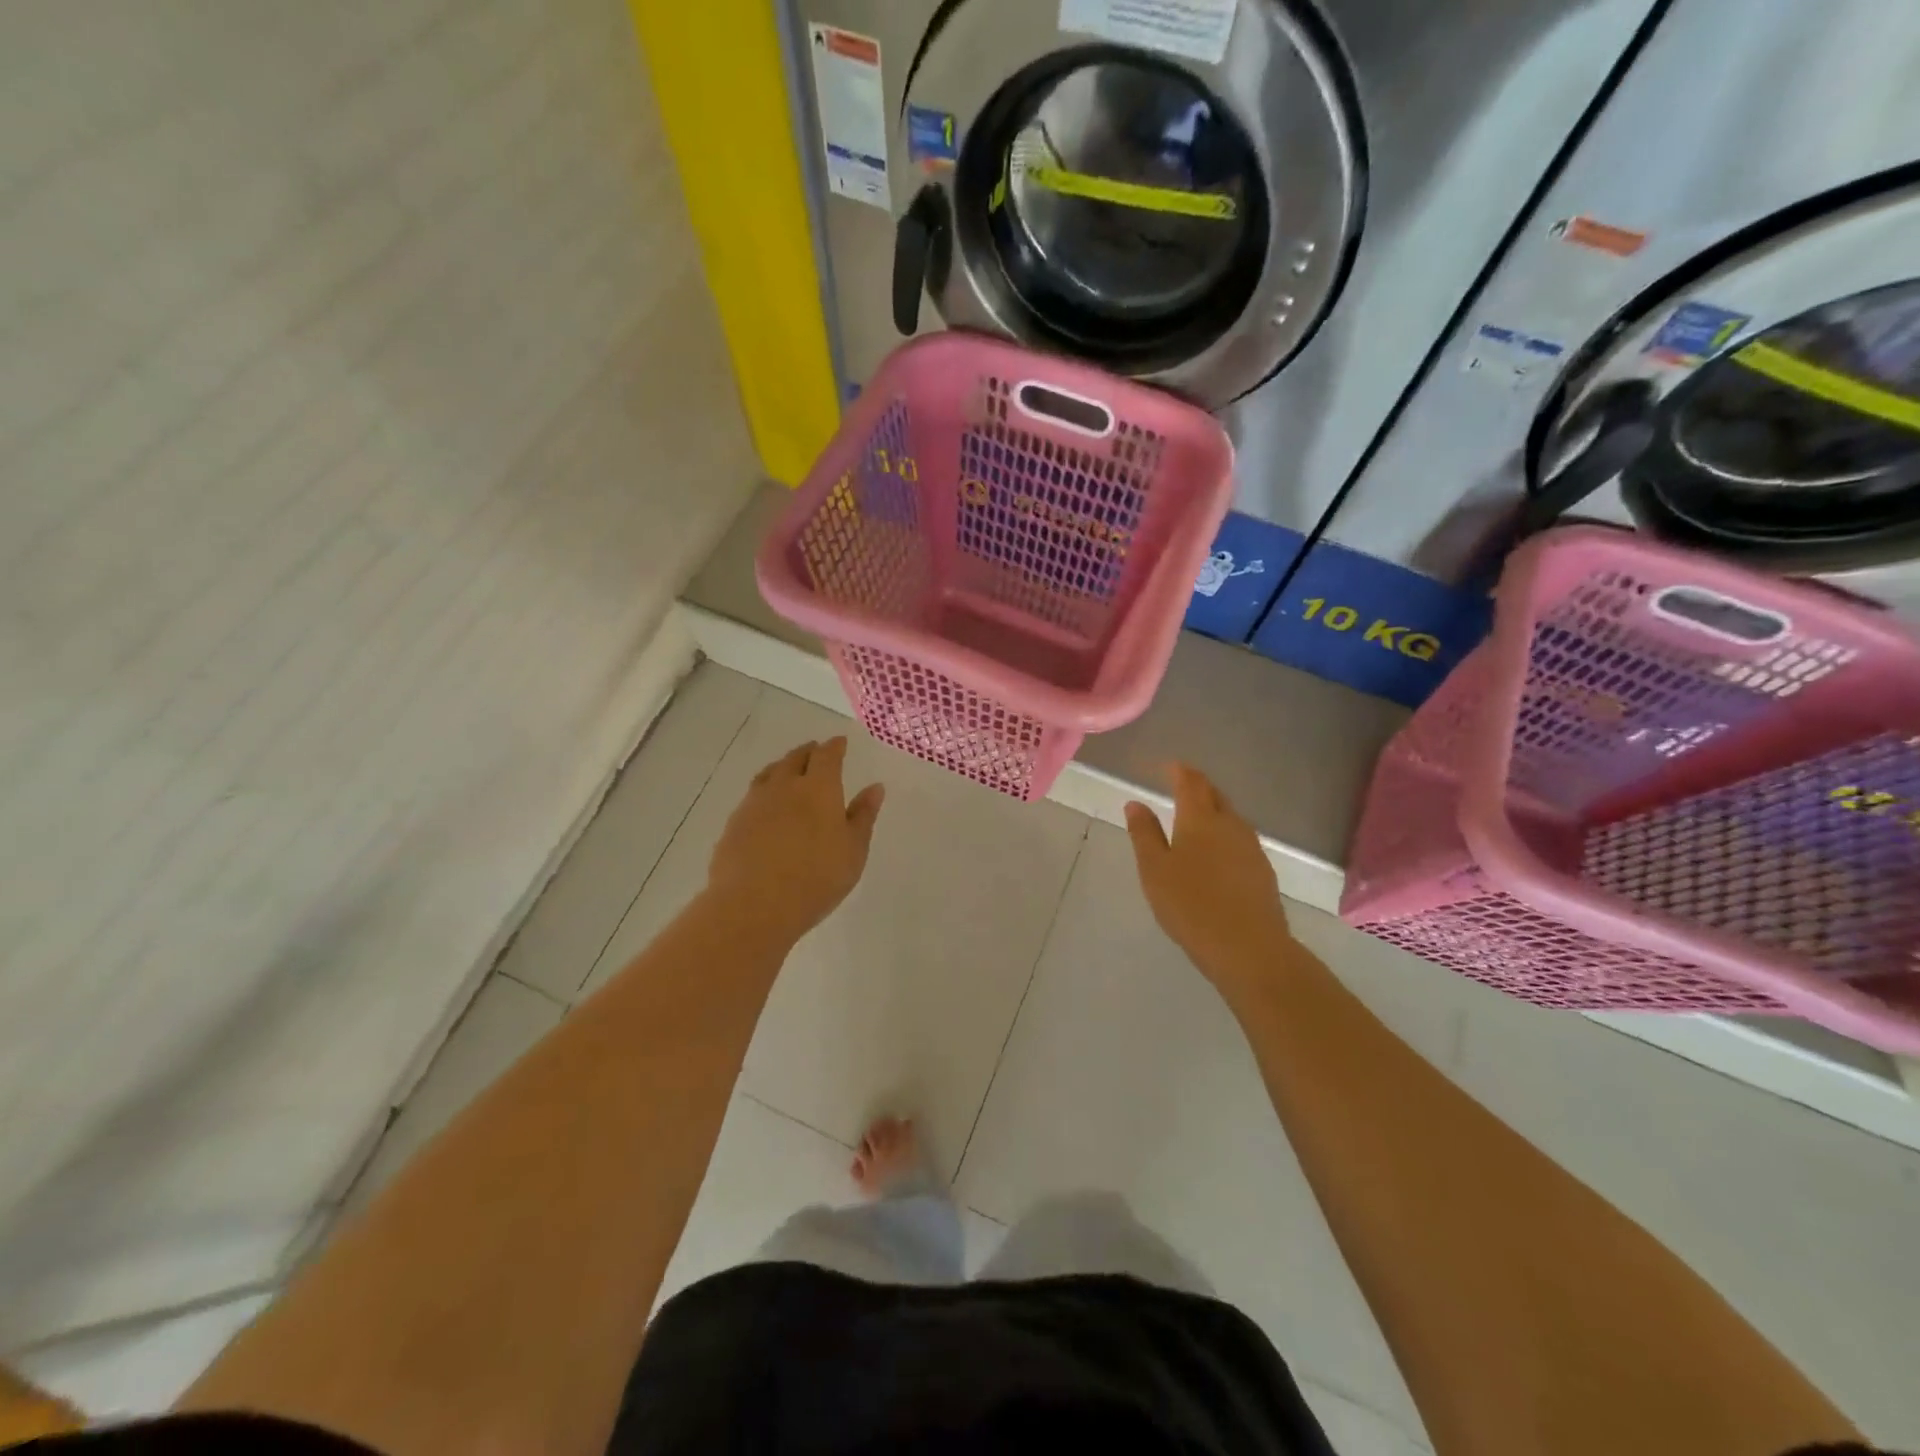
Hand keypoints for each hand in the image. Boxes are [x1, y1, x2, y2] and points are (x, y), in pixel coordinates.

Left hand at [708, 738, 884, 940]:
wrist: (754, 904)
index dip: (834, 747)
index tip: (840, 742)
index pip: (827, 756)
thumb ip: (863, 816)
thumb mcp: (853, 850)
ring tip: (788, 769)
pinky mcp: (734, 824)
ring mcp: (755, 803)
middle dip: (808, 752)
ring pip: (770, 774)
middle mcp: (785, 786)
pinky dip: (765, 791)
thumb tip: (875, 787)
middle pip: (795, 758)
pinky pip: (753, 796)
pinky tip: (766, 805)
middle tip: (815, 751)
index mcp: (818, 788)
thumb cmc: (817, 878)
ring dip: (782, 766)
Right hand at [1124, 764, 1292, 994]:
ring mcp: (1251, 847)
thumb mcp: (1154, 869)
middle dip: (1198, 788)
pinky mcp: (1263, 871)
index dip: (1179, 771)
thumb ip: (1144, 834)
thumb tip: (1135, 803)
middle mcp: (1230, 824)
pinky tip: (1217, 854)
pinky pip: (1240, 840)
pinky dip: (1225, 836)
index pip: (1191, 783)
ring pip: (1231, 818)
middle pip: (1215, 796)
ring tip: (1196, 820)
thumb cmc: (1190, 904)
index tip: (1169, 767)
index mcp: (1200, 819)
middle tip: (1181, 788)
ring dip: (1213, 812)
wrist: (1248, 947)